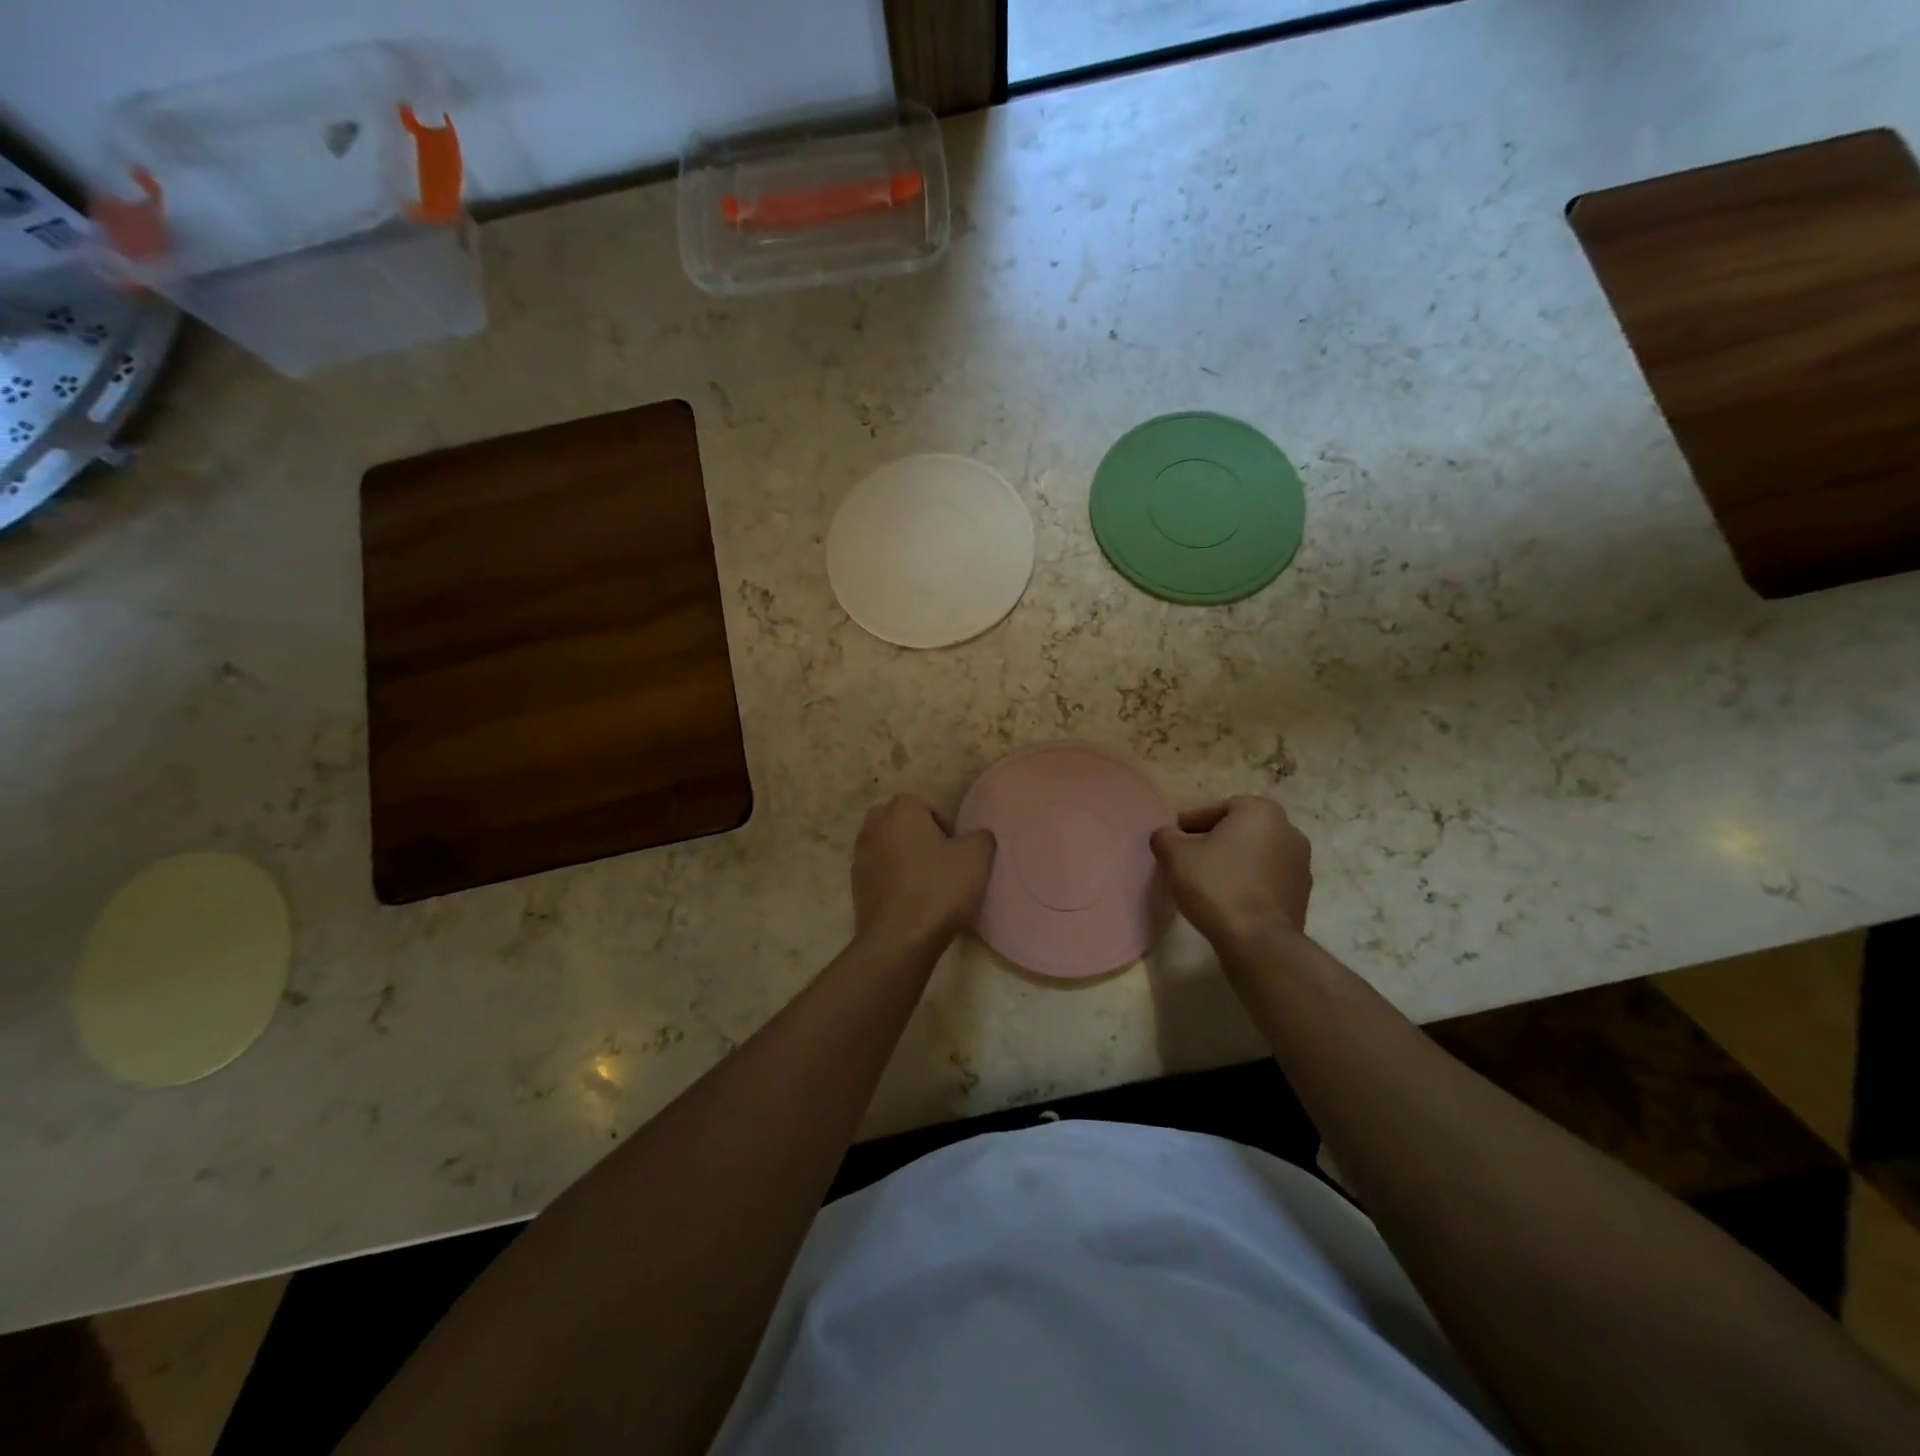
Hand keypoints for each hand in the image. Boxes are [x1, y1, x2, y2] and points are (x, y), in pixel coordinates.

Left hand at [851, 796, 995, 948]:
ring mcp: (860, 855)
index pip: (924, 805)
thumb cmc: (939, 889)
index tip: (956, 849)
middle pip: (899, 821)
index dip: (944, 825)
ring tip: (925, 882)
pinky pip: (877, 870)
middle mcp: (874, 826)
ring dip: (902, 856)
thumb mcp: (977, 857)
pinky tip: (909, 899)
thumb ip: (981, 836)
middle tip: (939, 860)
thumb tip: (976, 836)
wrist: (899, 938)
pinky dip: (891, 877)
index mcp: (901, 811)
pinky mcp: (855, 884)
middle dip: (917, 835)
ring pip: (886, 846)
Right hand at [1150, 796, 1311, 949]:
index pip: (1214, 810)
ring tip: (1205, 883)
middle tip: (1186, 861)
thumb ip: (1165, 836)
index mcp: (1261, 811)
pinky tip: (1226, 900)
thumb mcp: (1174, 854)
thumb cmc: (1216, 885)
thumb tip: (1167, 835)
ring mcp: (1300, 864)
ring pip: (1253, 855)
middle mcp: (1288, 830)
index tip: (1172, 843)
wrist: (1258, 940)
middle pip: (1236, 831)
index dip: (1188, 826)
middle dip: (1212, 843)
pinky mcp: (1302, 894)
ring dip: (1231, 863)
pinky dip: (1246, 883)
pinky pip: (1265, 879)